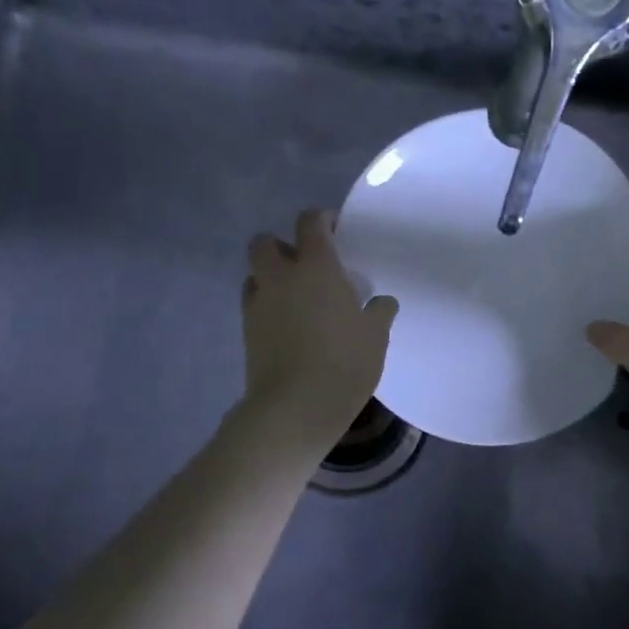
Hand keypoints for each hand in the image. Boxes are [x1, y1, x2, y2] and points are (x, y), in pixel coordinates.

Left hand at [242, 208, 398, 439]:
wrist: (295, 408)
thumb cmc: (344, 362)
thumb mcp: (375, 336)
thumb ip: (379, 312)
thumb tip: (381, 302)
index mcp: (316, 267)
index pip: (309, 222)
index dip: (321, 220)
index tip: (336, 232)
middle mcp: (281, 277)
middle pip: (265, 242)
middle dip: (282, 245)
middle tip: (307, 265)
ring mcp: (258, 304)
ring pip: (254, 274)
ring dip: (270, 276)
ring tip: (295, 296)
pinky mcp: (247, 332)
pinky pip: (253, 304)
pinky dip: (267, 305)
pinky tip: (288, 325)